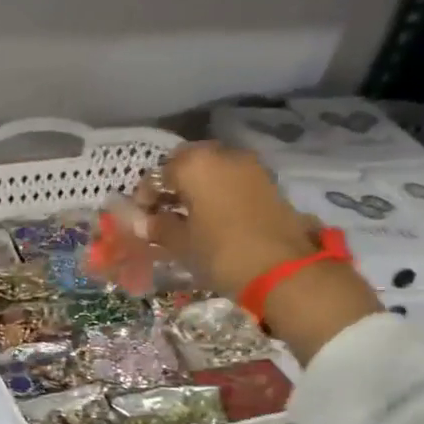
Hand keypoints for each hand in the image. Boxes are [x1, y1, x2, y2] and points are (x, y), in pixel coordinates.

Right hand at [144, 142, 324, 296]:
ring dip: (197, 188)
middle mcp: (223, 155)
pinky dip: (218, 192)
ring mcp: (250, 166)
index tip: (141, 218)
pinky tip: (213, 218)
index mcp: (195, 164)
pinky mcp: (268, 182)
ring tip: (188, 218)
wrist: (282, 269)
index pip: (158, 174)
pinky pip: (232, 180)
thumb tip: (144, 222)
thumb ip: (159, 227)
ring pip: (213, 169)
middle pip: (188, 163)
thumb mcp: (181, 244)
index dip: (145, 196)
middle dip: (173, 185)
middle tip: (164, 212)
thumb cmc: (221, 253)